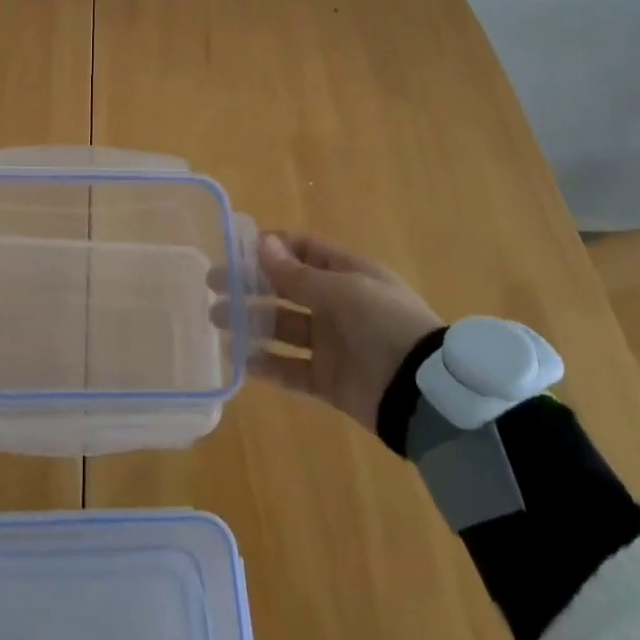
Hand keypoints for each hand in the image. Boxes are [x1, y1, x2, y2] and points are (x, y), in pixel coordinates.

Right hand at [223, 231, 443, 431]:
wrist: (425, 395)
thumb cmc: (387, 325)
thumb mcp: (345, 291)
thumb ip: (299, 275)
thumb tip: (261, 244)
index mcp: (348, 274)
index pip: (305, 251)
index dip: (273, 247)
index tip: (237, 249)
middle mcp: (337, 305)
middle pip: (286, 288)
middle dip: (250, 284)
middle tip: (213, 284)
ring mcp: (332, 344)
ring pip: (282, 327)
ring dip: (251, 321)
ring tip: (217, 319)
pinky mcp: (328, 380)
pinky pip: (291, 369)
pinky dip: (267, 365)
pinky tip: (241, 360)